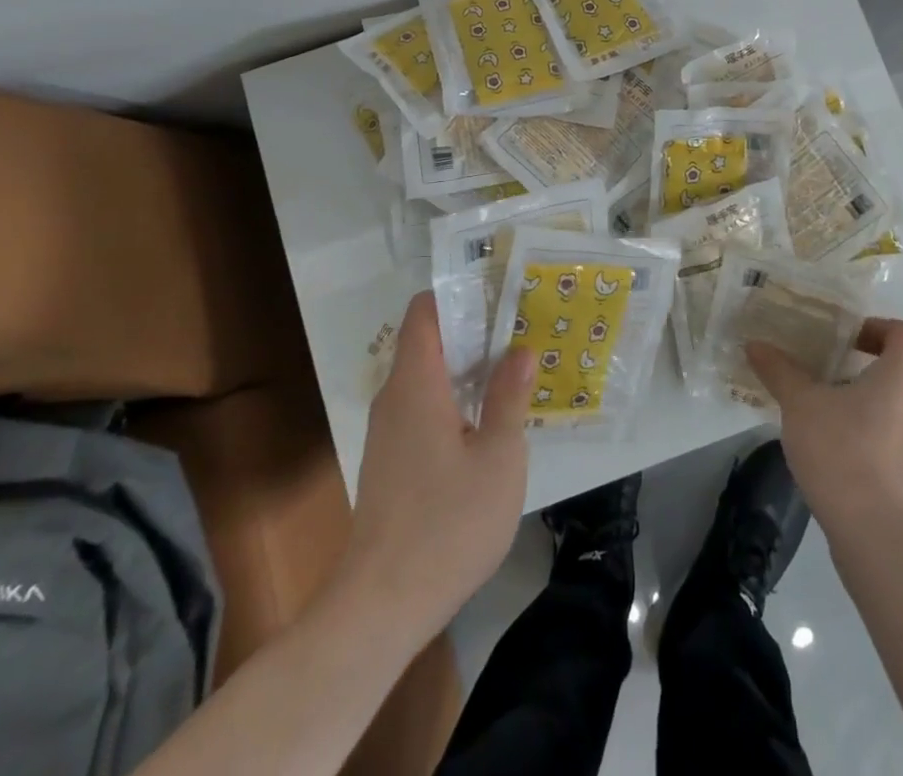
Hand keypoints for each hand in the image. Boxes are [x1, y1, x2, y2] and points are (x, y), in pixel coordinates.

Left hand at [340, 293, 534, 634]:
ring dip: (466, 368)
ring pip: (427, 377)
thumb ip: (508, 398)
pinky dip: (453, 399)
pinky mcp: (390, 461)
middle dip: (474, 330)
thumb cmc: (447, 524)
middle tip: (522, 330)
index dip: (460, 294)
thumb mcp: (497, 458)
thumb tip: (520, 350)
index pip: (426, 311)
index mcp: (416, 384)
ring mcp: (388, 431)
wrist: (381, 607)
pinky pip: (422, 407)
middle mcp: (394, 398)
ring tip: (513, 369)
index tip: (501, 295)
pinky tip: (487, 421)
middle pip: (428, 341)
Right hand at [746, 316, 902, 534]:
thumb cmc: (838, 449)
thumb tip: (754, 344)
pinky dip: (896, 419)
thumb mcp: (799, 403)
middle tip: (858, 358)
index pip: (902, 332)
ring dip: (897, 386)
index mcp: (900, 374)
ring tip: (856, 396)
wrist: (871, 526)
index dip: (877, 327)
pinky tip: (860, 435)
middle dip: (895, 352)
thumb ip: (779, 370)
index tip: (847, 338)